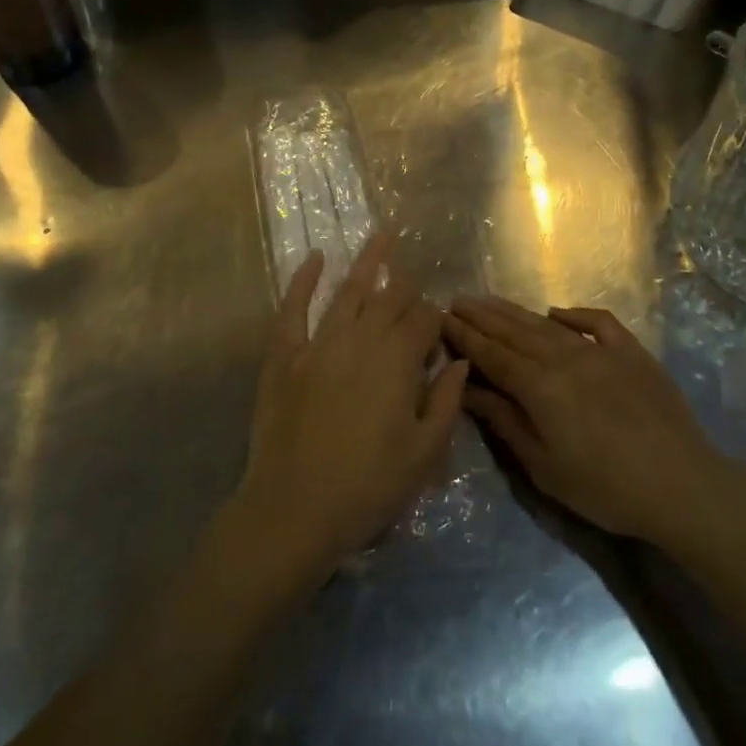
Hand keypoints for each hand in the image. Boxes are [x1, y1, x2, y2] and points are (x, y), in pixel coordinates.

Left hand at [238, 235, 467, 581]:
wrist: (294, 511)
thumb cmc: (368, 487)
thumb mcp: (424, 453)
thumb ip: (447, 401)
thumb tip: (460, 361)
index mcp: (398, 361)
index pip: (424, 320)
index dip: (435, 319)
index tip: (438, 330)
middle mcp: (362, 339)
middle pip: (390, 300)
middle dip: (407, 288)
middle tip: (415, 282)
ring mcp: (319, 342)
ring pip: (349, 290)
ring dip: (369, 261)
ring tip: (383, 234)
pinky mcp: (285, 354)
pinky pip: (294, 308)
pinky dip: (304, 280)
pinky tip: (315, 257)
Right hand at [445, 298, 720, 543]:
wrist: (680, 485)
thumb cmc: (605, 488)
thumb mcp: (544, 467)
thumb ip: (505, 422)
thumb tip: (470, 389)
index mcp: (540, 386)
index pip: (492, 354)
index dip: (465, 336)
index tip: (442, 317)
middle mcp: (564, 357)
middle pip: (514, 331)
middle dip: (483, 316)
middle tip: (458, 300)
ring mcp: (600, 350)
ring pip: (548, 324)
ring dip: (515, 311)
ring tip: (490, 301)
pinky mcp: (631, 352)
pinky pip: (598, 323)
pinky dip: (575, 314)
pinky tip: (557, 313)